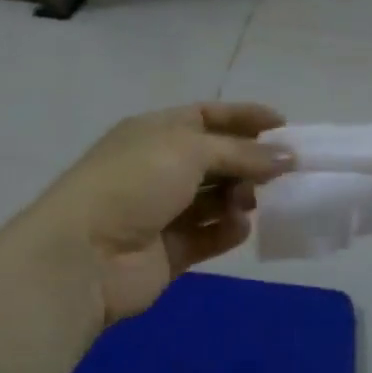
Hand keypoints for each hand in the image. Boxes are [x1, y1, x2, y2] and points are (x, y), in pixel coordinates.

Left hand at [2, 103, 293, 329]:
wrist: (83, 256)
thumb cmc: (134, 183)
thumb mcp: (189, 150)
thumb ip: (241, 152)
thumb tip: (287, 156)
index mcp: (155, 132)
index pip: (206, 116)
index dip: (244, 117)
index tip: (283, 125)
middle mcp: (158, 168)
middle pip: (215, 159)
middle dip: (247, 162)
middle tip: (278, 172)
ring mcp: (162, 212)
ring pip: (214, 199)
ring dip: (238, 197)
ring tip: (248, 202)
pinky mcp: (169, 251)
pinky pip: (208, 235)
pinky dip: (226, 231)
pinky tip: (238, 227)